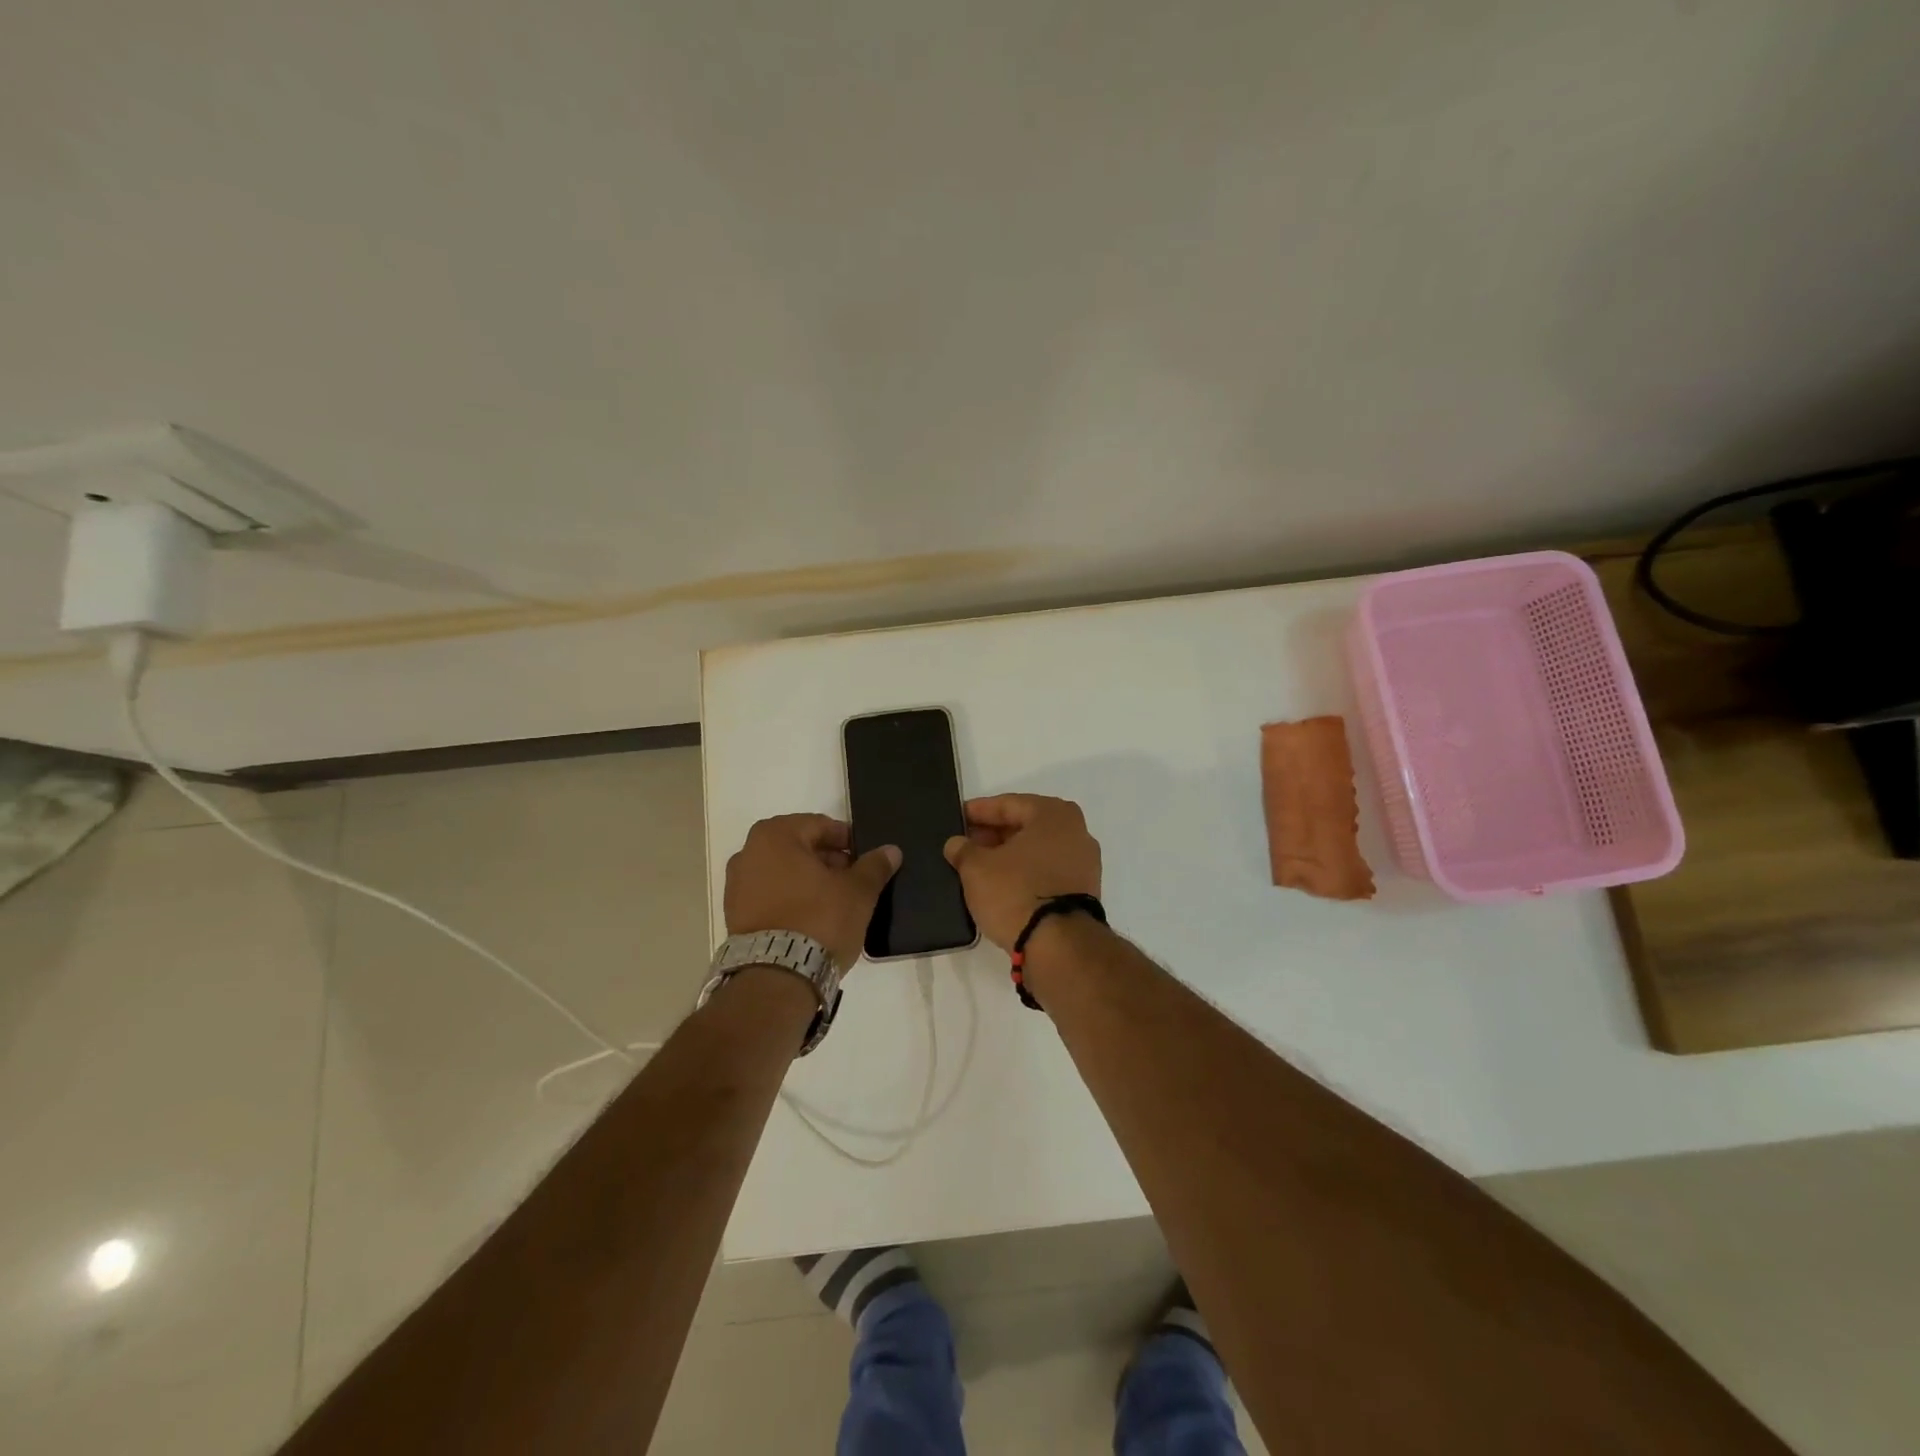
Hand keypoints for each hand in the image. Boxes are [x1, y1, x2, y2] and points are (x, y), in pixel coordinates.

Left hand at [724, 814, 900, 970]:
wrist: (777, 978)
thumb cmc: (819, 920)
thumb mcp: (858, 891)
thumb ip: (875, 866)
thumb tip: (891, 850)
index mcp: (775, 835)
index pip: (820, 825)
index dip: (846, 840)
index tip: (864, 857)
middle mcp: (748, 853)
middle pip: (798, 847)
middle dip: (827, 860)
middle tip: (853, 879)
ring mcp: (736, 886)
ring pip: (783, 872)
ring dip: (808, 880)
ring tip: (835, 901)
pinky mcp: (734, 916)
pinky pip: (769, 896)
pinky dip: (790, 899)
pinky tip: (812, 918)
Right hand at [943, 794, 1101, 950]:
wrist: (1059, 945)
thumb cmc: (1016, 891)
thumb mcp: (976, 868)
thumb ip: (963, 850)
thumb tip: (957, 844)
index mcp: (1054, 814)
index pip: (1008, 804)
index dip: (979, 811)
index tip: (958, 817)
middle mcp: (1076, 831)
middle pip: (1026, 826)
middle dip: (995, 833)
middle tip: (966, 843)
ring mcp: (1085, 863)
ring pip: (1038, 850)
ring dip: (1010, 855)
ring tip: (979, 866)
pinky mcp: (1084, 891)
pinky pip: (1047, 872)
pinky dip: (1026, 873)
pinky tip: (1002, 884)